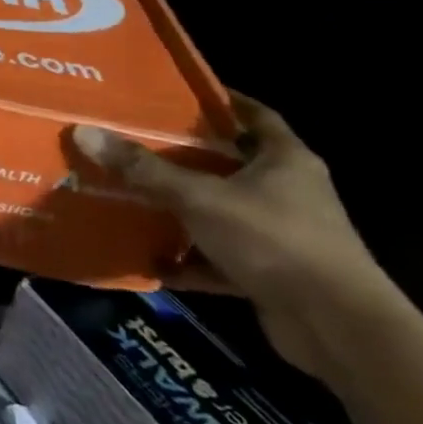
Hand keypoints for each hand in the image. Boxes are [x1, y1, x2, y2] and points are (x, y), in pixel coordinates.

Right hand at [73, 94, 399, 376]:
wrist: (338, 329)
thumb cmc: (274, 241)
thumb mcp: (200, 198)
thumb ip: (144, 170)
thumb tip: (84, 131)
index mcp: (285, 160)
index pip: (253, 114)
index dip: (218, 101)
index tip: (175, 94)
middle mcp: (288, 192)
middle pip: (230, 163)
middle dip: (185, 156)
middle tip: (134, 141)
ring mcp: (282, 235)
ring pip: (222, 211)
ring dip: (183, 210)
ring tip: (132, 197)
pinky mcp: (273, 274)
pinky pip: (220, 258)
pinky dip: (189, 261)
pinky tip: (151, 260)